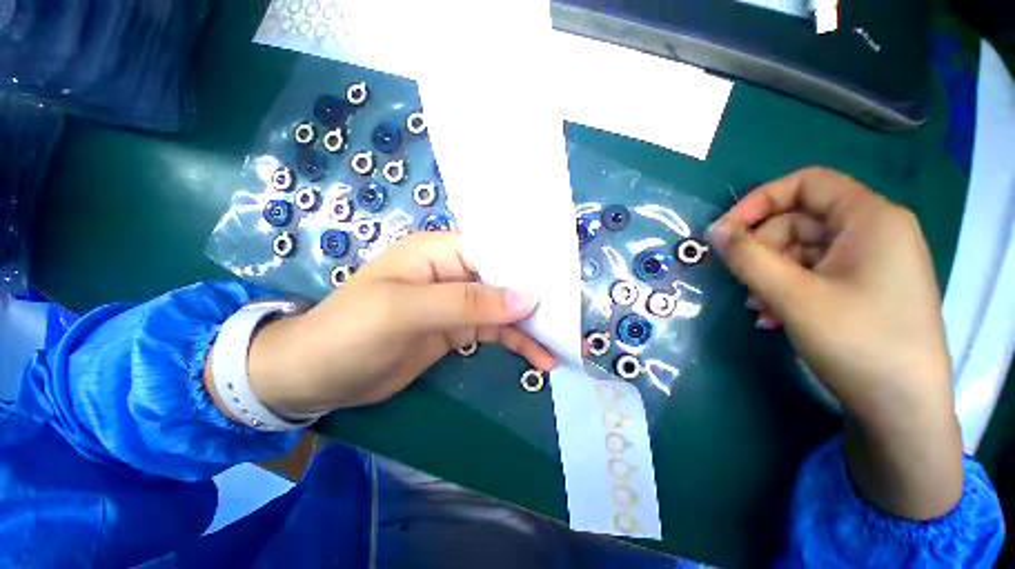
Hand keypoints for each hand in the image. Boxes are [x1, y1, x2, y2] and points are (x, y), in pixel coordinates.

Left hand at [213, 232, 555, 417]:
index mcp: (438, 253)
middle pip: (503, 279)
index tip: (559, 284)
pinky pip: (494, 331)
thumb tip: (526, 296)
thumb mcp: (406, 312)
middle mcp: (452, 272)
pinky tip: (537, 358)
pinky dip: (516, 342)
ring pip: (503, 309)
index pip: (493, 250)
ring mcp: (456, 302)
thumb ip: (467, 303)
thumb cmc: (350, 332)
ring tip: (558, 348)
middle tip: (567, 320)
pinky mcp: (456, 329)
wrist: (316, 376)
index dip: (525, 265)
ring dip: (530, 327)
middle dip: (534, 299)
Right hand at [707, 167, 962, 519]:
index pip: (807, 183)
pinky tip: (775, 316)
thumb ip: (747, 257)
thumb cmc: (857, 342)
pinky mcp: (865, 287)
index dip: (760, 201)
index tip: (725, 232)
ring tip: (758, 308)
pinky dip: (788, 289)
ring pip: (803, 251)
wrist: (903, 409)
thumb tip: (713, 231)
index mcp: (871, 219)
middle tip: (741, 282)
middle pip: (800, 221)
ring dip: (770, 275)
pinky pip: (815, 273)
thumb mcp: (792, 296)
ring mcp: (871, 261)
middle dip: (763, 250)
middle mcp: (875, 232)